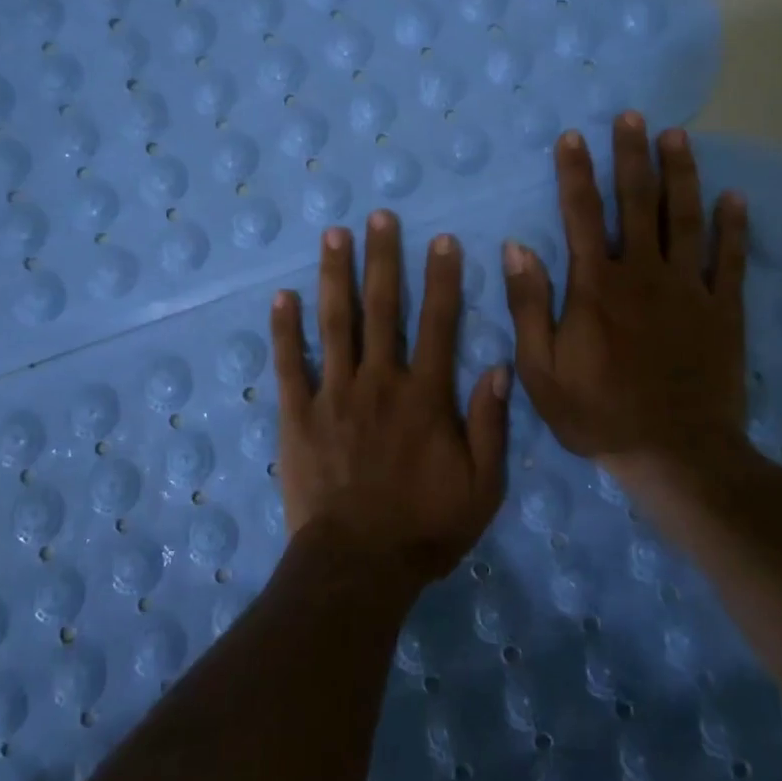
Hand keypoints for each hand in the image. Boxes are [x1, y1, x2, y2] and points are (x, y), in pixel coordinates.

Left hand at [272, 210, 510, 583]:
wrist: (357, 564)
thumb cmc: (425, 528)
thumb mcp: (482, 486)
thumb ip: (491, 425)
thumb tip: (499, 367)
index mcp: (424, 396)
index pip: (438, 323)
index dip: (441, 278)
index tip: (441, 240)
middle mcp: (379, 382)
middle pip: (382, 308)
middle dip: (382, 258)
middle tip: (379, 216)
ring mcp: (333, 394)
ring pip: (335, 323)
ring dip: (335, 275)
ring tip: (333, 234)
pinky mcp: (297, 415)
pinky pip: (289, 364)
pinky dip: (284, 329)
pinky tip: (281, 296)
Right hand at [503, 113, 749, 481]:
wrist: (675, 454)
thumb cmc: (598, 414)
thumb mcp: (541, 370)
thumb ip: (529, 306)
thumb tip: (516, 248)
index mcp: (596, 287)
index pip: (581, 215)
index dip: (576, 174)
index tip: (573, 138)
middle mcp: (643, 274)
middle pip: (637, 203)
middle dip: (632, 156)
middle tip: (633, 116)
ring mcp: (689, 289)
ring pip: (685, 218)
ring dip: (681, 174)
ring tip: (678, 136)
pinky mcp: (723, 310)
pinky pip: (730, 259)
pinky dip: (733, 226)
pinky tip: (734, 197)